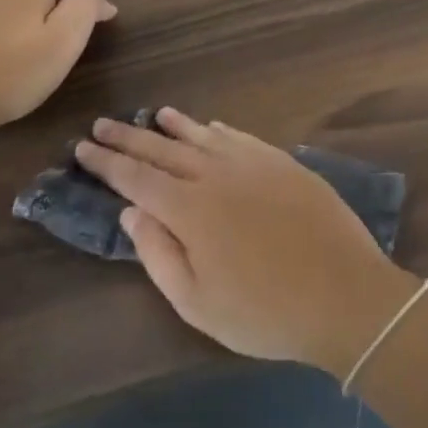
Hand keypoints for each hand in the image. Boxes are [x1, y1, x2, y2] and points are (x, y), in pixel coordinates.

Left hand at [0, 0, 116, 140]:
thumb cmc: (11, 74)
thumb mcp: (63, 42)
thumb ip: (85, 6)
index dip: (93, 10)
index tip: (105, 29)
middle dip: (62, 12)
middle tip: (69, 46)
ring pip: (22, 1)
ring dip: (36, 19)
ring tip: (40, 50)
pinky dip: (11, 25)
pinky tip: (9, 50)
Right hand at [75, 109, 422, 376]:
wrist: (344, 295)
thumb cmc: (264, 312)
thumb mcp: (197, 302)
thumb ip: (159, 253)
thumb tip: (132, 212)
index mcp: (189, 209)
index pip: (136, 177)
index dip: (107, 162)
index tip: (83, 147)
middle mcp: (216, 175)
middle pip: (163, 149)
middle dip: (129, 137)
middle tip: (102, 124)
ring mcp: (254, 164)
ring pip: (203, 136)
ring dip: (174, 125)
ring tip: (153, 114)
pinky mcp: (283, 164)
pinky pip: (241, 138)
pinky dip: (218, 131)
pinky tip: (210, 127)